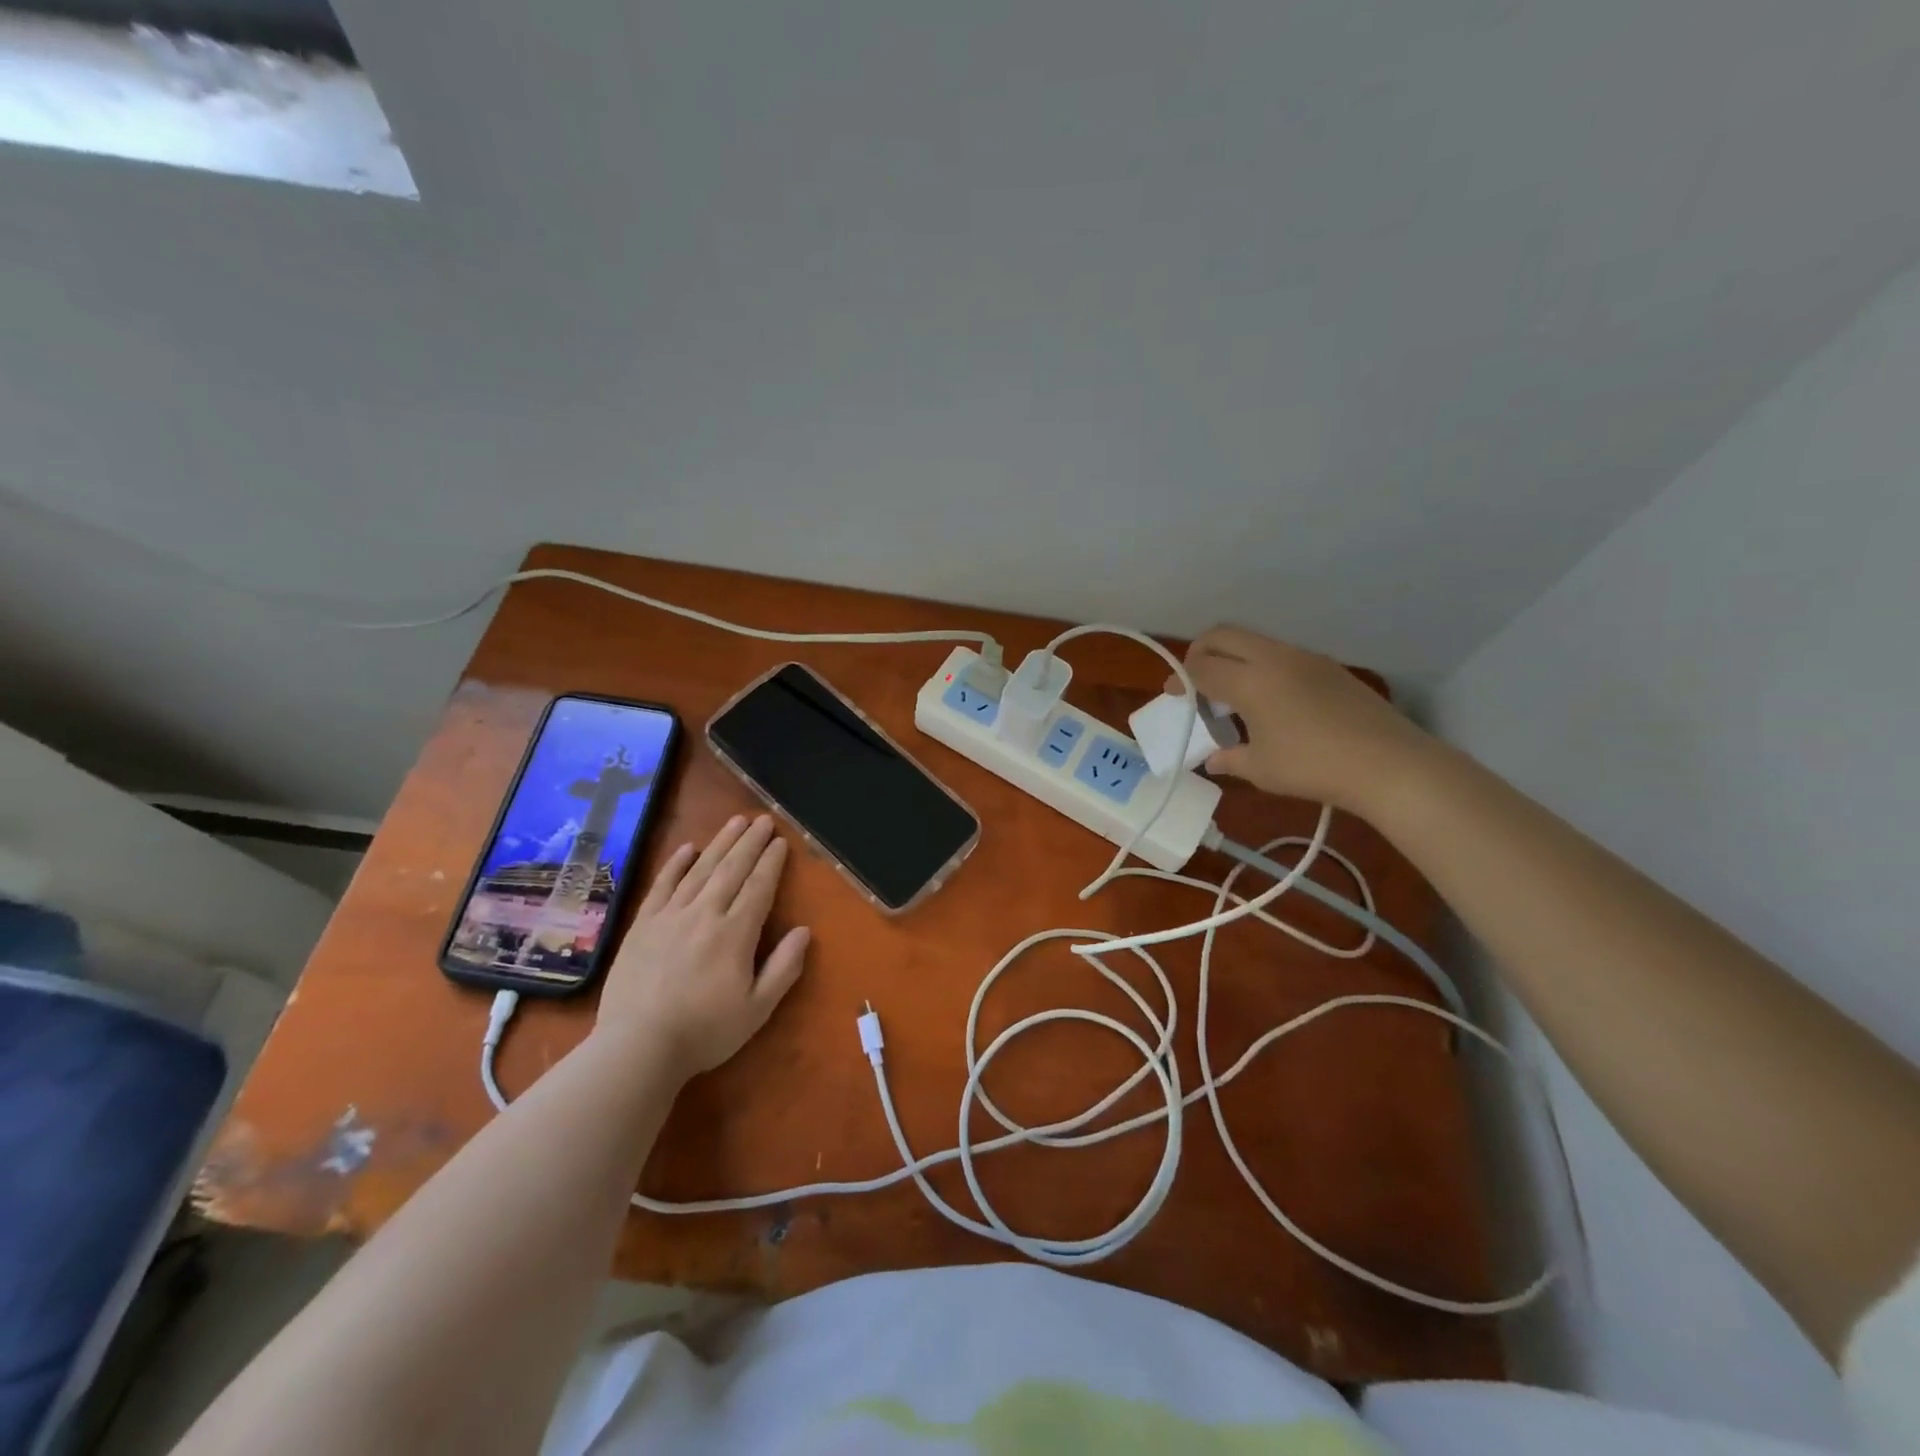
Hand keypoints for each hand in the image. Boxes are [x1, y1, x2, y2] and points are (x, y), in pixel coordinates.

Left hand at [596, 815, 810, 1080]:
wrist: (637, 1046)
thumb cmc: (704, 1031)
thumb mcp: (757, 1009)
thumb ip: (784, 968)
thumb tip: (804, 931)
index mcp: (735, 933)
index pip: (758, 887)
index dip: (771, 863)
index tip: (780, 842)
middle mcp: (704, 914)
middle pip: (732, 869)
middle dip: (750, 842)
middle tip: (763, 820)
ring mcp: (670, 916)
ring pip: (700, 870)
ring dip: (720, 843)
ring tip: (735, 821)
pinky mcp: (642, 925)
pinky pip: (662, 885)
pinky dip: (675, 864)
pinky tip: (687, 848)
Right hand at [1171, 626, 1430, 812]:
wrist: (1389, 764)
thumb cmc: (1314, 768)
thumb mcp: (1262, 770)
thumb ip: (1230, 759)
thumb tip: (1214, 760)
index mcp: (1251, 681)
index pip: (1201, 666)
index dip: (1180, 678)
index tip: (1172, 695)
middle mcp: (1275, 658)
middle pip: (1224, 635)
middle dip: (1200, 653)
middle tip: (1195, 682)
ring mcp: (1305, 658)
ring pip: (1254, 642)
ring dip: (1233, 659)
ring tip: (1233, 698)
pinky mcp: (1328, 667)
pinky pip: (1280, 655)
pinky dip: (1261, 667)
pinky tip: (1271, 702)